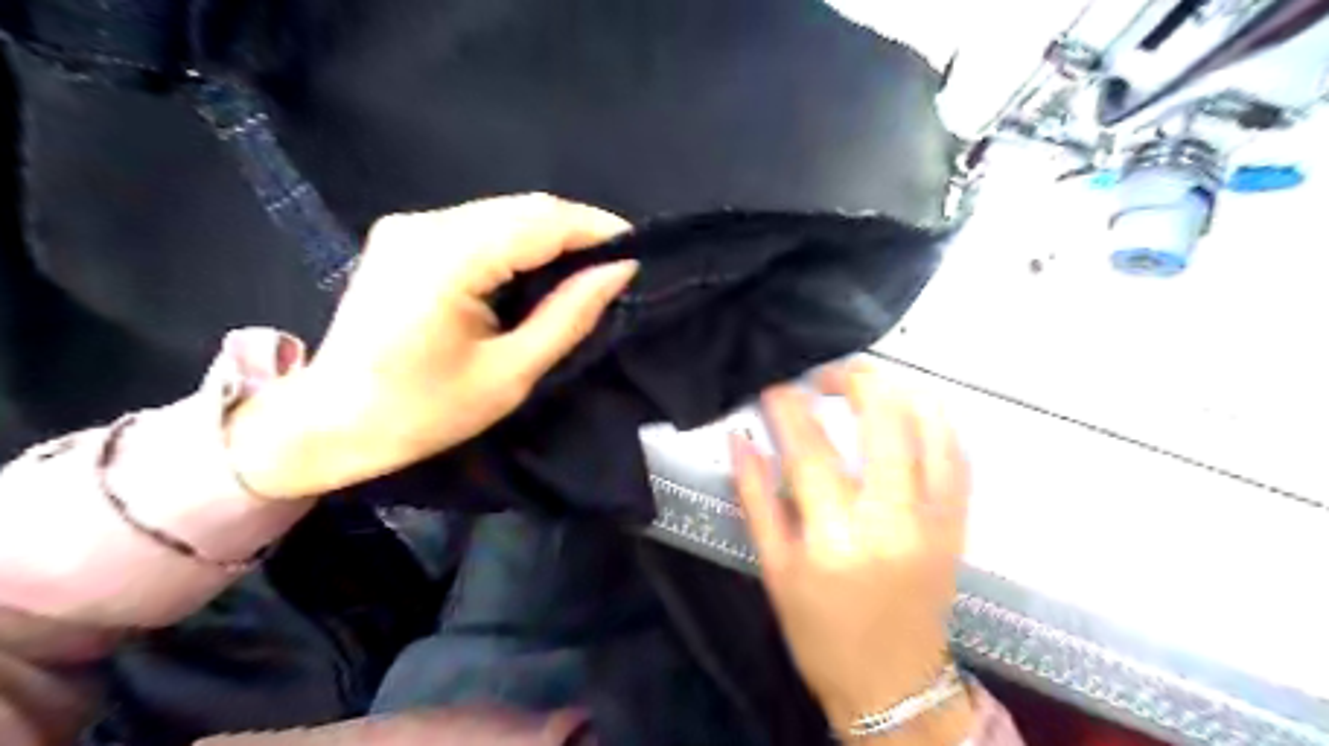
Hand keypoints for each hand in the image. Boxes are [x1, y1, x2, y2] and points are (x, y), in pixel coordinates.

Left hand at [224, 193, 635, 499]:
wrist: (331, 422)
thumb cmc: (423, 412)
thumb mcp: (509, 373)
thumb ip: (568, 315)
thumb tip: (619, 271)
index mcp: (447, 259)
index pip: (541, 221)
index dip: (596, 227)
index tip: (639, 248)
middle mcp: (425, 225)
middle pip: (523, 208)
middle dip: (578, 229)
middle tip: (617, 263)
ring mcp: (410, 226)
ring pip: (503, 211)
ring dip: (551, 234)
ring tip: (588, 267)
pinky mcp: (405, 236)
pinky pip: (479, 224)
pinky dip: (519, 241)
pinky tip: (540, 268)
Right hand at [732, 361, 973, 740]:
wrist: (892, 684)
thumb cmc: (820, 631)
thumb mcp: (774, 569)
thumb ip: (756, 500)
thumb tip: (741, 442)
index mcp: (836, 538)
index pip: (809, 451)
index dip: (787, 408)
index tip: (774, 386)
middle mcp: (892, 519)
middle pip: (884, 421)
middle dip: (854, 380)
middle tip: (825, 375)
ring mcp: (934, 519)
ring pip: (931, 428)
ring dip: (899, 391)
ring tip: (867, 384)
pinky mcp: (958, 524)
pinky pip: (958, 455)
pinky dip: (935, 421)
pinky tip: (910, 410)